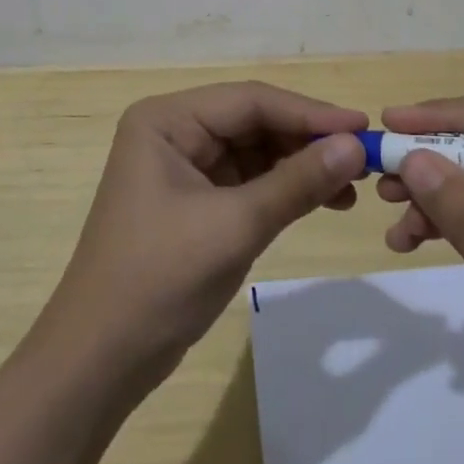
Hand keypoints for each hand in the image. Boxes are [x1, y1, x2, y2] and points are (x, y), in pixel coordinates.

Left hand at [41, 81, 367, 393]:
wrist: (99, 363)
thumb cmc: (158, 280)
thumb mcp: (234, 226)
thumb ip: (296, 182)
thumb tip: (354, 147)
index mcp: (167, 119)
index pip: (250, 101)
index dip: (309, 112)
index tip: (362, 126)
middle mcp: (175, 131)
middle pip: (255, 121)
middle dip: (307, 140)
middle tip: (364, 157)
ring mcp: (184, 166)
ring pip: (256, 151)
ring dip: (301, 165)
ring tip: (352, 184)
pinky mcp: (195, 200)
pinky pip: (249, 181)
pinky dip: (285, 189)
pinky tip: (324, 200)